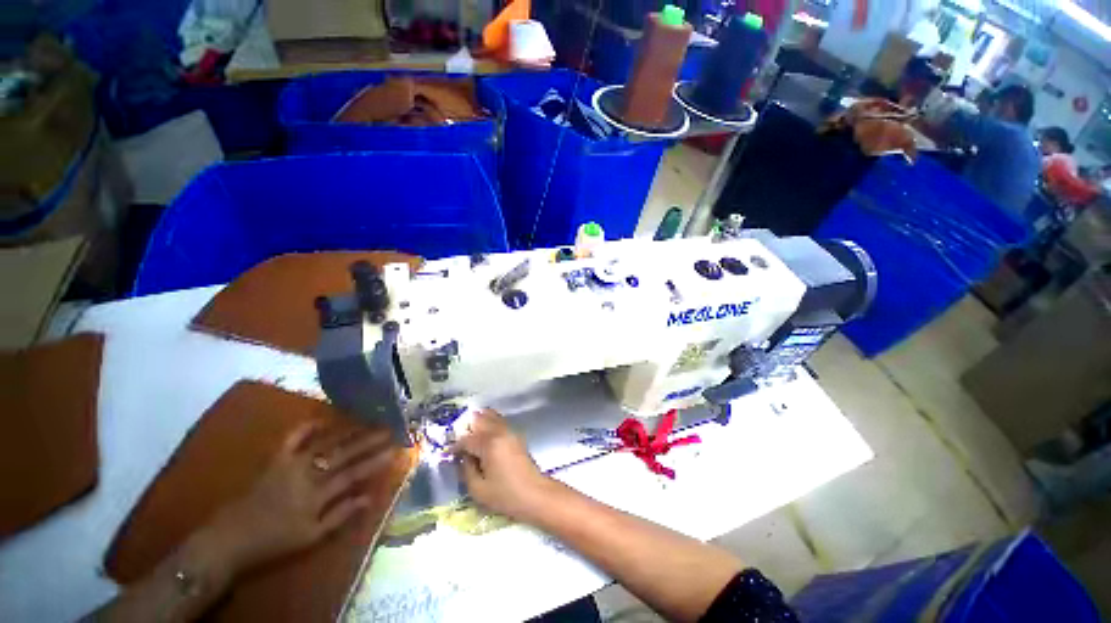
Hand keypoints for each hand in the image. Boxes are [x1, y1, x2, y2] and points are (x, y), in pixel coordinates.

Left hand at [208, 422, 393, 573]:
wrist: (230, 538)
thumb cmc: (274, 541)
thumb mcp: (311, 536)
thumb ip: (340, 515)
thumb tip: (369, 498)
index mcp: (317, 495)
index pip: (354, 473)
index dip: (376, 460)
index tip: (395, 449)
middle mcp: (307, 474)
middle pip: (344, 453)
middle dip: (369, 440)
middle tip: (388, 428)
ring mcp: (290, 463)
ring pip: (325, 442)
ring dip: (348, 430)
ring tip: (367, 420)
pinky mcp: (275, 459)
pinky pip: (293, 437)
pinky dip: (309, 425)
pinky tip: (324, 418)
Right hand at [453, 409, 553, 522]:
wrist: (535, 494)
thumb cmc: (505, 495)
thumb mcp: (478, 489)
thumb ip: (466, 470)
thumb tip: (463, 457)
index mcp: (489, 444)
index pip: (467, 439)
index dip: (455, 446)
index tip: (449, 454)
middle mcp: (499, 432)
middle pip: (480, 419)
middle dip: (467, 428)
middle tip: (459, 441)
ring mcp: (510, 431)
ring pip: (491, 416)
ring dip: (479, 422)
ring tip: (470, 436)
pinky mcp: (516, 435)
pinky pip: (499, 422)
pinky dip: (490, 423)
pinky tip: (484, 436)